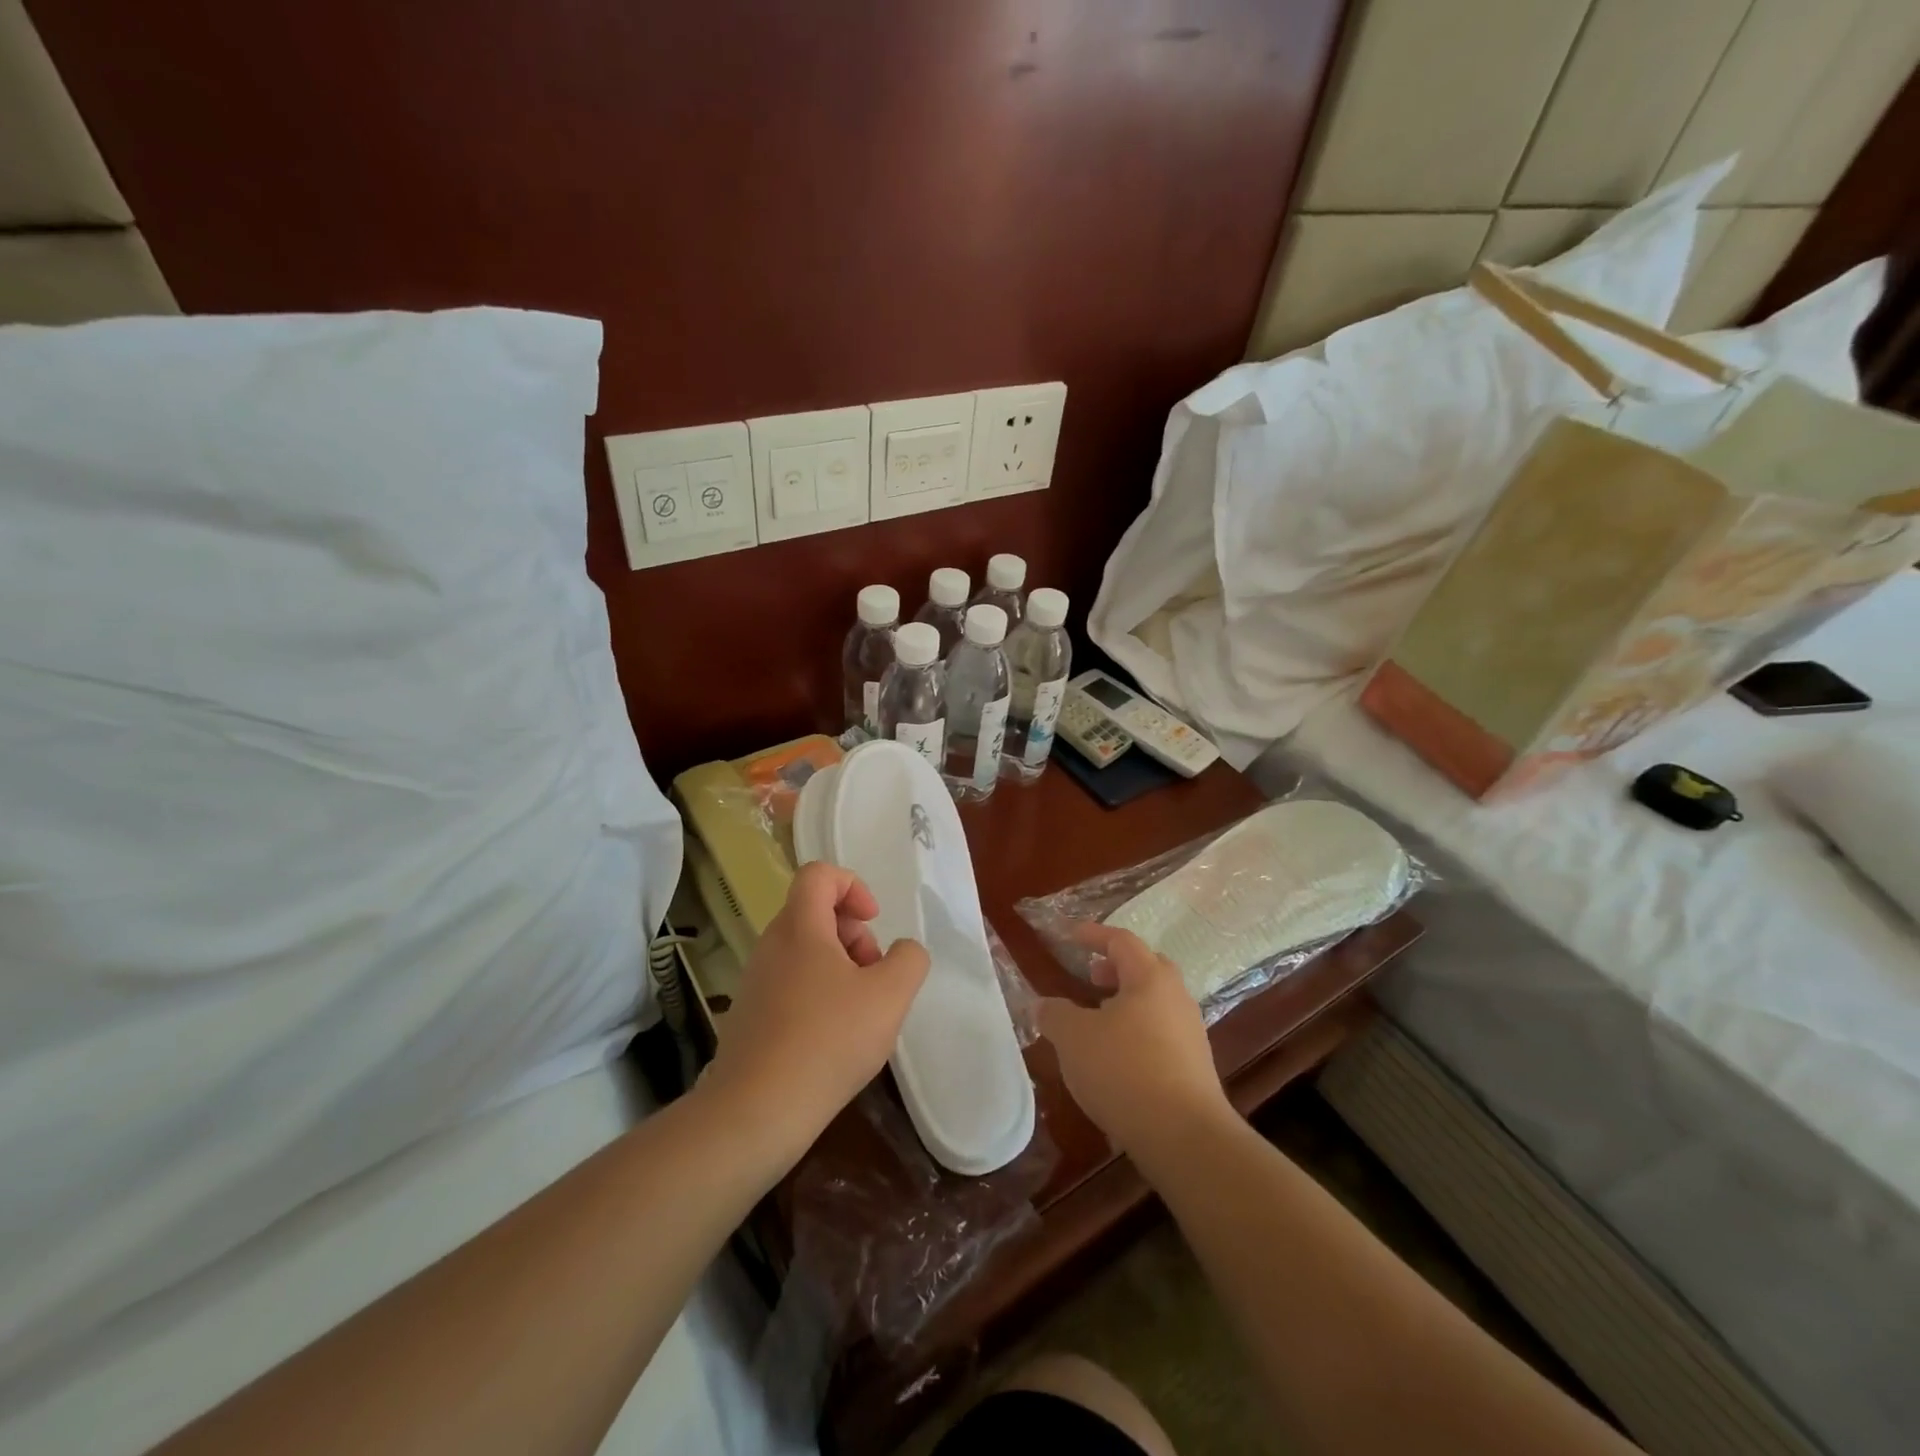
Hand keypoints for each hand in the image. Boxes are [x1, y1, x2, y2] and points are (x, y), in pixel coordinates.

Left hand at [702, 862, 929, 1161]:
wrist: (756, 1112)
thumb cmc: (828, 1041)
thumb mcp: (890, 996)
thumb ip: (909, 960)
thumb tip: (902, 951)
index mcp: (799, 927)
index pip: (819, 874)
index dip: (853, 886)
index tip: (874, 922)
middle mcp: (771, 945)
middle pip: (815, 913)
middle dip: (854, 934)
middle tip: (874, 975)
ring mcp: (755, 982)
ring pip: (805, 951)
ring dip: (840, 967)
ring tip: (860, 1011)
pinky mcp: (749, 1016)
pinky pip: (791, 984)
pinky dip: (818, 995)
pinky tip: (834, 1038)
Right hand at [1038, 923, 1231, 1157]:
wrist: (1185, 1137)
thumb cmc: (1124, 1071)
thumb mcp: (1074, 1038)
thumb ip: (1055, 1014)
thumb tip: (1044, 1005)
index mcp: (1150, 978)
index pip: (1121, 941)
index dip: (1094, 935)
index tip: (1071, 935)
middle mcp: (1176, 997)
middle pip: (1146, 968)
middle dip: (1115, 968)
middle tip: (1090, 976)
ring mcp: (1190, 1033)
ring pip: (1155, 1003)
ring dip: (1126, 1002)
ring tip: (1097, 1020)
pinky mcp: (1194, 1067)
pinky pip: (1161, 1033)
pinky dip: (1136, 1032)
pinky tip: (1116, 1058)